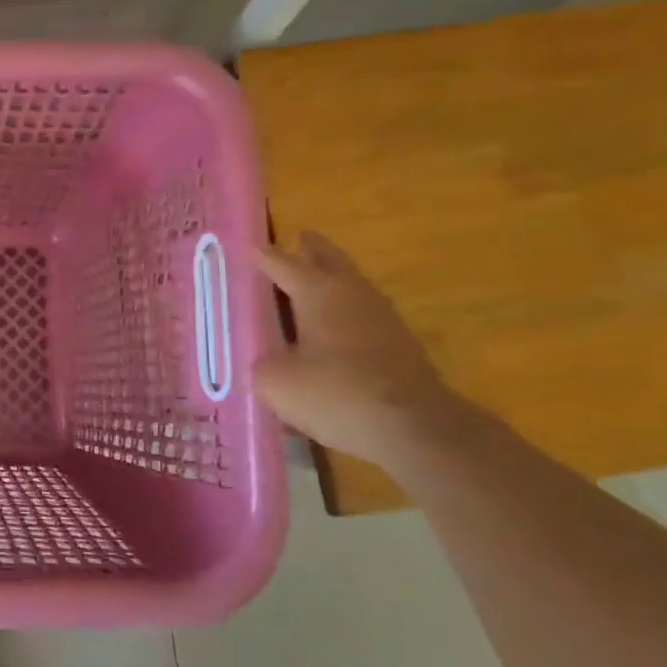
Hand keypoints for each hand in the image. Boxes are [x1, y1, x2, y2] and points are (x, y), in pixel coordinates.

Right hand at [253, 233, 470, 465]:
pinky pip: (364, 316)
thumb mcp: (276, 382)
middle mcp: (352, 293)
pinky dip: (346, 313)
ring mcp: (382, 317)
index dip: (263, 256)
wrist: (415, 428)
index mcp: (318, 291)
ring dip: (333, 280)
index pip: (282, 263)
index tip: (250, 245)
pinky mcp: (400, 345)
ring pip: (352, 286)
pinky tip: (336, 330)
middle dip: (312, 249)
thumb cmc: (337, 393)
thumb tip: (269, 363)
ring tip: (314, 283)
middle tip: (300, 238)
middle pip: (330, 260)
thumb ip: (263, 365)